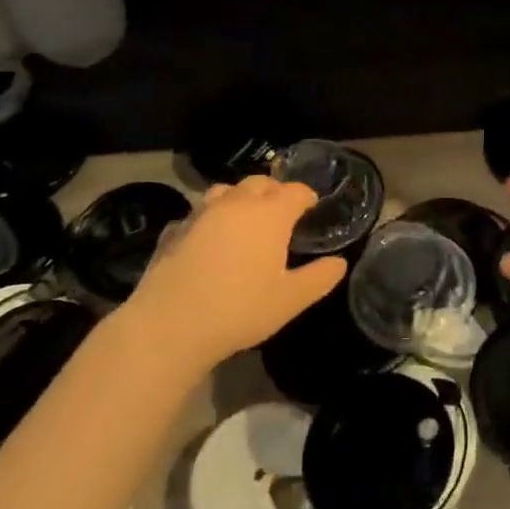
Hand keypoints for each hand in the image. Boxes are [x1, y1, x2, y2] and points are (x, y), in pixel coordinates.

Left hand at [121, 177, 345, 372]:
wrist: (170, 326)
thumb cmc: (240, 309)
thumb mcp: (291, 300)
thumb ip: (320, 278)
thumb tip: (339, 263)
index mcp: (269, 214)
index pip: (295, 191)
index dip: (307, 197)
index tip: (312, 207)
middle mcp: (236, 204)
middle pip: (259, 183)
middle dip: (274, 191)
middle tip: (282, 212)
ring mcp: (200, 214)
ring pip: (224, 191)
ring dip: (239, 198)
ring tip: (245, 218)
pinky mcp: (173, 231)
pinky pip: (197, 215)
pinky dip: (209, 219)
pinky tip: (208, 239)